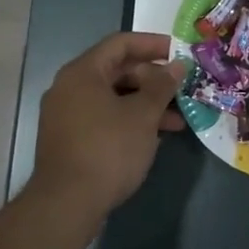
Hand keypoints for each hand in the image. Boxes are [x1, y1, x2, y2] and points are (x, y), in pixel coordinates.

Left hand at [30, 32, 187, 216]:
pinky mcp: (69, 139)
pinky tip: (153, 137)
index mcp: (82, 72)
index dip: (152, 44)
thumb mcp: (142, 115)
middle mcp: (69, 87)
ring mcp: (66, 115)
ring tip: (177, 120)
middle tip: (182, 89)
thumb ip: (162, 86)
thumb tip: (177, 65)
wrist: (67, 204)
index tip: (179, 52)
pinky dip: (129, 120)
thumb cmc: (108, 149)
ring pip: (112, 97)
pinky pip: (104, 117)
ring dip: (145, 104)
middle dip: (152, 80)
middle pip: (116, 70)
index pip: (120, 43)